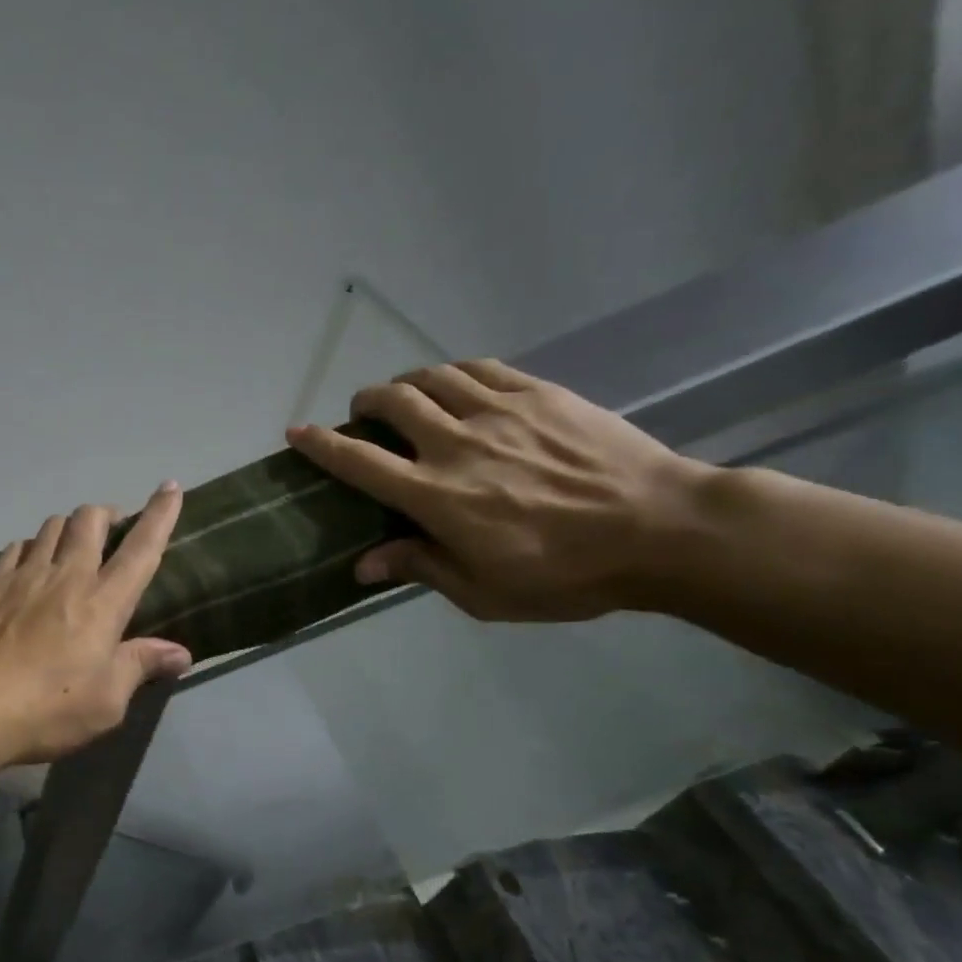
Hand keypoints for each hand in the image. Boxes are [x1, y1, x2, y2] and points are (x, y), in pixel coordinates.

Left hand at [0, 483, 192, 763]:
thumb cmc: (46, 709)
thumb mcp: (106, 702)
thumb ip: (140, 667)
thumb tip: (180, 653)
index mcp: (103, 602)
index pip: (141, 548)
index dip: (159, 514)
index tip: (169, 487)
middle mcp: (65, 576)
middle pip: (89, 520)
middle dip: (107, 514)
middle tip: (113, 531)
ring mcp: (22, 577)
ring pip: (50, 527)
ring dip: (68, 527)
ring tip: (71, 548)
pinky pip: (15, 548)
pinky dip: (30, 548)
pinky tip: (28, 566)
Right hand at [286, 360, 713, 620]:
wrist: (664, 530)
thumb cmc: (568, 574)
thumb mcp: (485, 592)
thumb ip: (420, 568)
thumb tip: (363, 564)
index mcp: (436, 496)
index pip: (360, 462)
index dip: (321, 445)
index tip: (296, 432)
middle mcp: (456, 444)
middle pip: (392, 403)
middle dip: (365, 403)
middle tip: (363, 415)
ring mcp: (500, 412)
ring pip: (432, 378)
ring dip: (405, 383)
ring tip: (404, 395)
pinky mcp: (539, 394)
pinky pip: (481, 369)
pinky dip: (454, 373)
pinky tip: (456, 385)